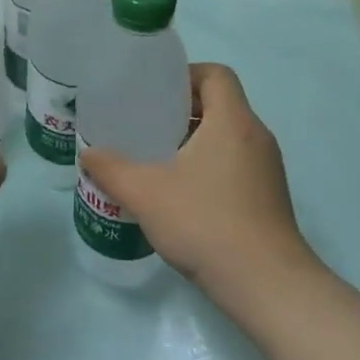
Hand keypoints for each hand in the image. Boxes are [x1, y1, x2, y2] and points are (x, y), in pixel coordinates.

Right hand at [79, 63, 317, 313]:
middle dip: (184, 110)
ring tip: (160, 159)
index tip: (156, 94)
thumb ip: (112, 169)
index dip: (186, 75)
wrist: (267, 285)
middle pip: (221, 103)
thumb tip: (88, 153)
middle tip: (148, 125)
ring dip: (196, 140)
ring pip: (229, 136)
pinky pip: (237, 163)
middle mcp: (256, 135)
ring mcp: (268, 168)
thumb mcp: (146, 194)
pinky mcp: (270, 196)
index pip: (216, 74)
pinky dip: (211, 165)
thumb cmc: (206, 223)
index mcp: (233, 121)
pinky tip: (183, 194)